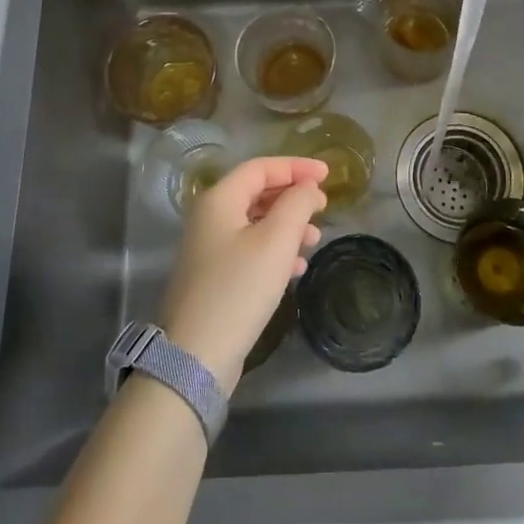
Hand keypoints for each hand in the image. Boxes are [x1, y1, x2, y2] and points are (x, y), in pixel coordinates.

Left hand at [158, 156, 326, 392]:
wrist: (195, 356)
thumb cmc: (239, 288)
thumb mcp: (277, 240)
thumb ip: (297, 204)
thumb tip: (308, 187)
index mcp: (219, 199)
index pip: (261, 167)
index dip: (296, 167)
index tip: (328, 175)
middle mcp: (209, 217)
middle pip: (257, 192)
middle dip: (292, 197)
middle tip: (323, 206)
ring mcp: (209, 248)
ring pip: (255, 222)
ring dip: (287, 225)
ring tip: (314, 239)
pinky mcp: (214, 277)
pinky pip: (250, 249)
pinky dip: (275, 250)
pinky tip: (296, 268)